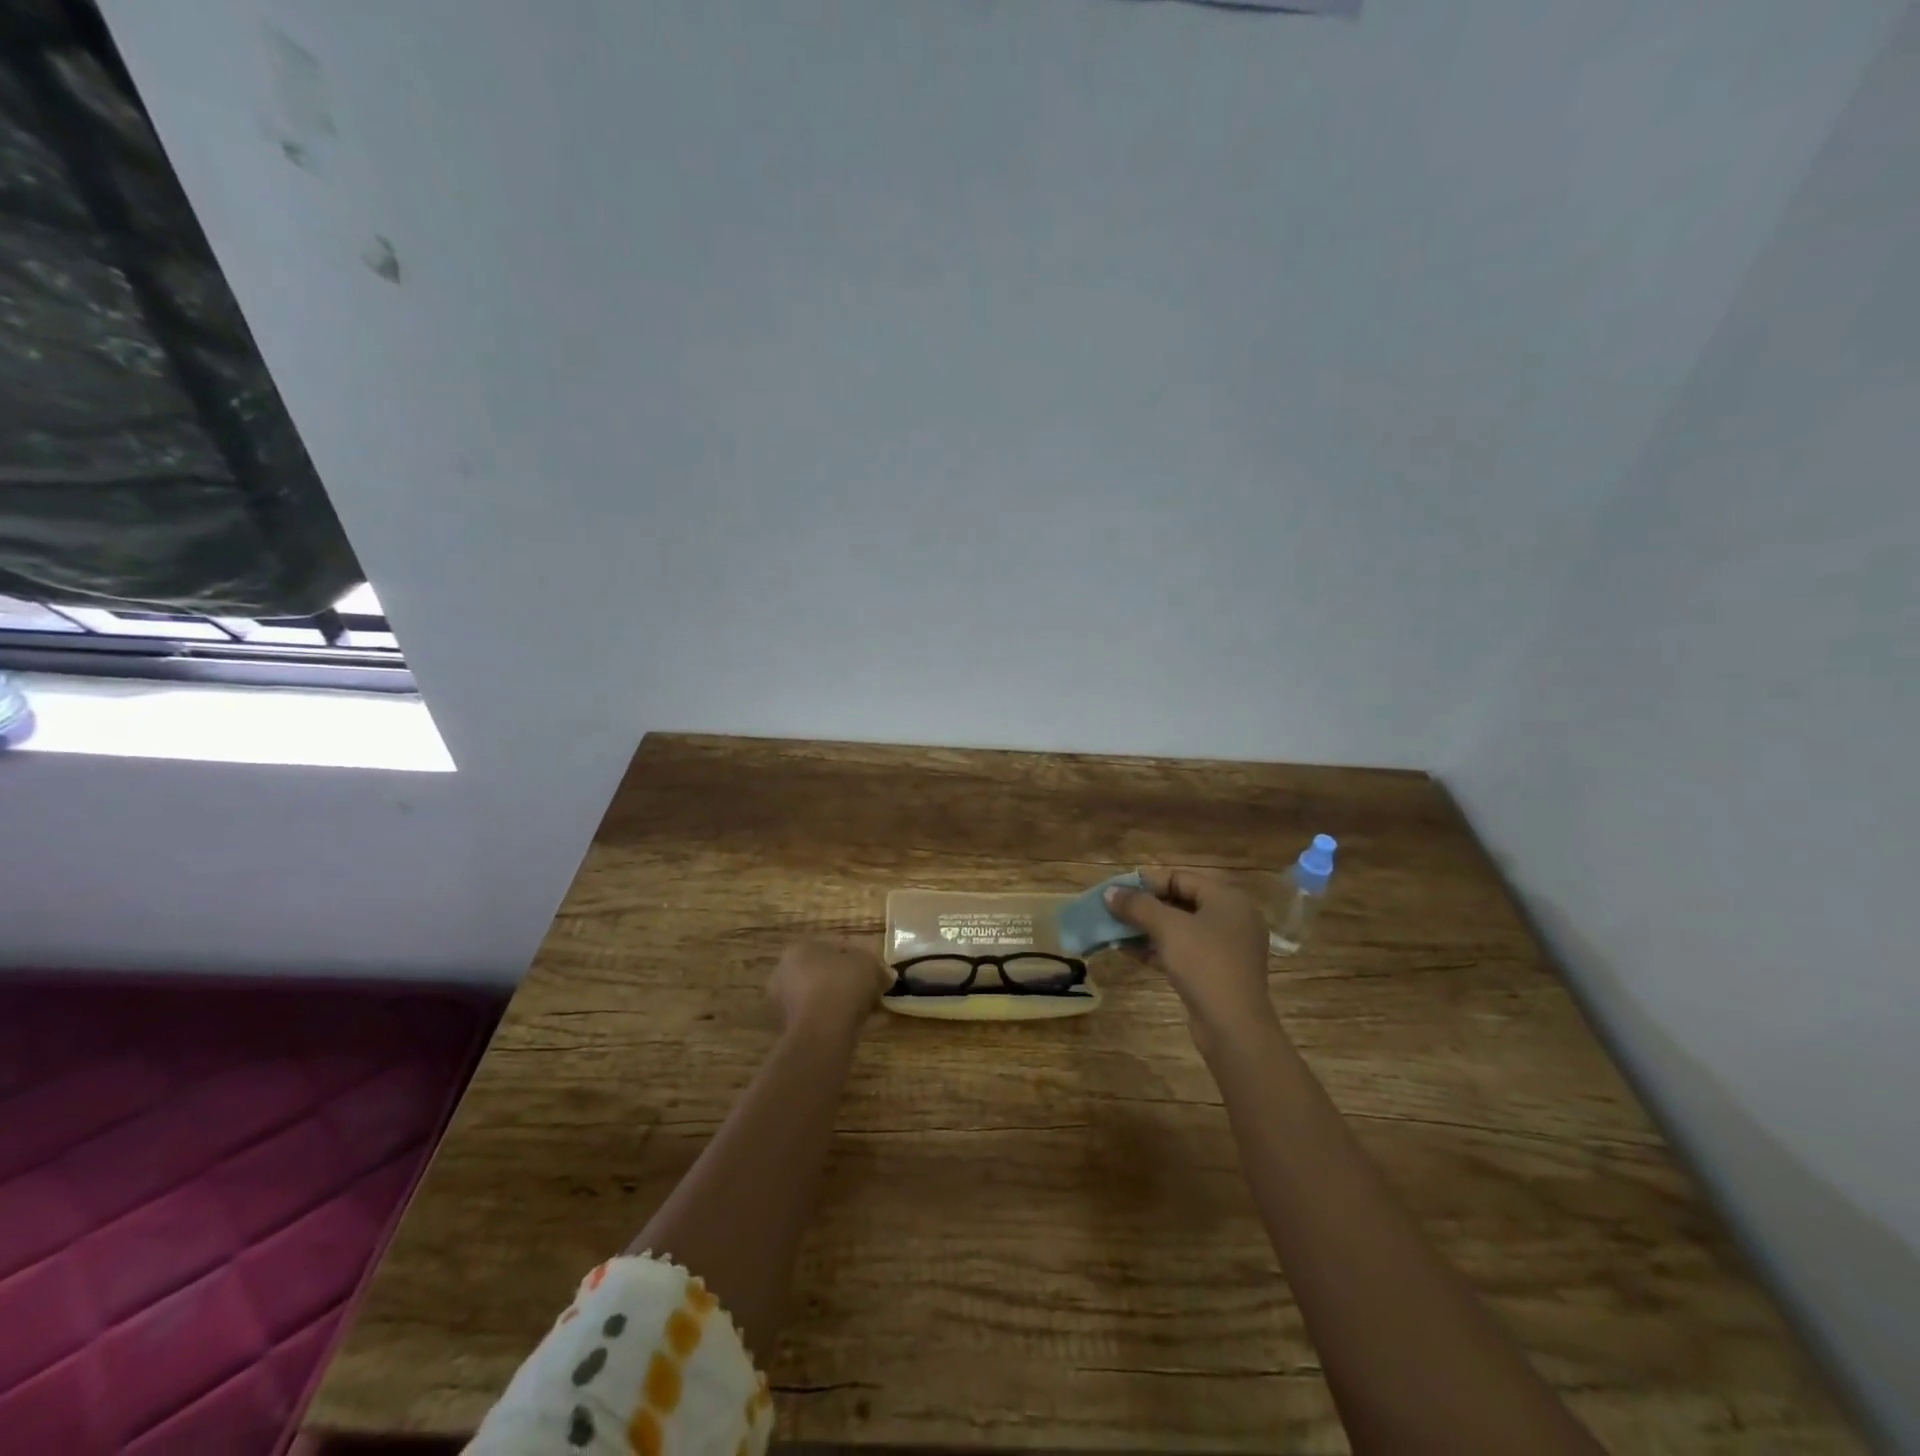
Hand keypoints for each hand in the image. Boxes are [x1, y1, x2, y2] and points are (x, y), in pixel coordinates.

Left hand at [767, 941, 887, 1038]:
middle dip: (852, 980)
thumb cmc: (842, 985)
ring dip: (849, 1002)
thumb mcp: (869, 965)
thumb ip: (878, 967)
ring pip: (826, 998)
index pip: (834, 945)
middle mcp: (787, 974)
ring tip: (876, 1009)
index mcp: (800, 949)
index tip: (877, 967)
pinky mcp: (794, 1031)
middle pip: (827, 973)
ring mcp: (787, 1005)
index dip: (859, 955)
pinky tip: (870, 1026)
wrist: (821, 1033)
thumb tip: (886, 975)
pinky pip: (826, 1020)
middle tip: (875, 988)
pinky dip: (846, 1020)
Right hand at [1105, 868, 1283, 1054]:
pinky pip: (1182, 950)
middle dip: (1144, 907)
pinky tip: (1127, 950)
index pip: (1180, 879)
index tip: (1117, 892)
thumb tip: (1110, 892)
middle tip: (1113, 911)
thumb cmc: (1204, 963)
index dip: (1146, 883)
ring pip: (1179, 928)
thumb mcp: (1167, 928)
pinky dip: (1157, 948)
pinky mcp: (1216, 972)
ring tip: (1114, 930)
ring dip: (1146, 928)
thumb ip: (1137, 905)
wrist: (1233, 1026)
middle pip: (1180, 902)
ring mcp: (1225, 947)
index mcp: (1228, 899)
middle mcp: (1231, 918)